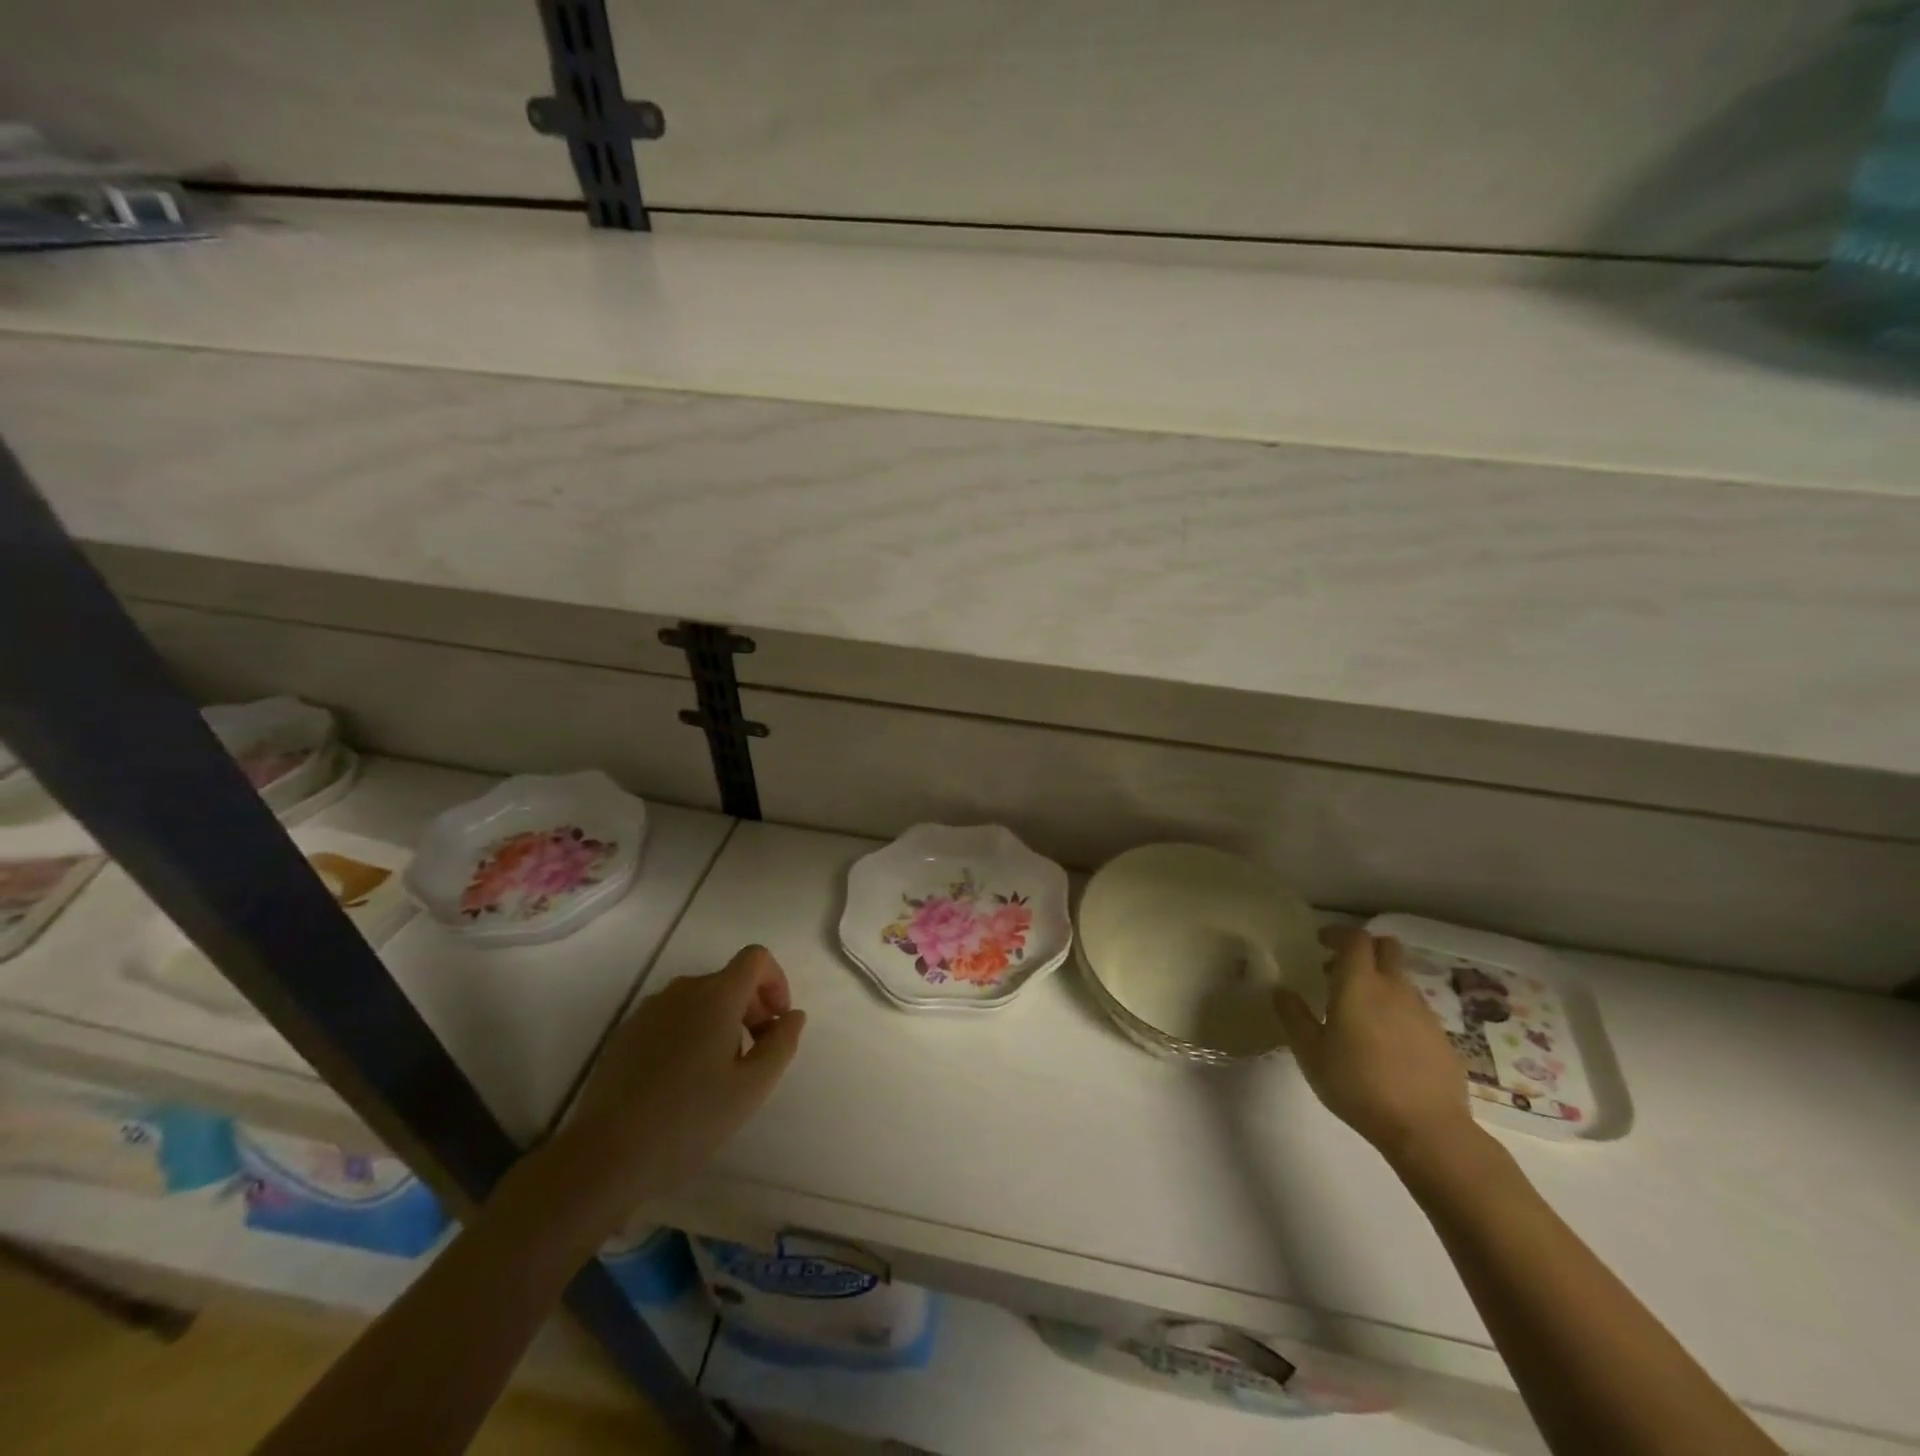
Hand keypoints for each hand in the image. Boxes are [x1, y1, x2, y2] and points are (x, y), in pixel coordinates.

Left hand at [528, 944, 805, 1247]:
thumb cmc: (690, 1120)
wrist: (605, 1155)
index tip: (777, 1022)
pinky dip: (689, 1033)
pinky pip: (671, 1018)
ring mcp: (649, 1010)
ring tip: (718, 1074)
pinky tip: (682, 1082)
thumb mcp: (752, 1088)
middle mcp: (682, 990)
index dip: (776, 981)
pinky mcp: (626, 1033)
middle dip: (751, 1008)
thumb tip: (792, 1015)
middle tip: (754, 1056)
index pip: (756, 958)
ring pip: (699, 999)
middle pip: (728, 980)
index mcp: (717, 995)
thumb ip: (781, 1044)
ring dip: (720, 1022)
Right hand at [1272, 927, 1475, 1164]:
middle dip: (1363, 950)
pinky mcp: (1441, 1038)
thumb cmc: (1357, 1084)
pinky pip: (1415, 1009)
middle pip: (1386, 948)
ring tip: (1358, 1011)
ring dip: (1379, 981)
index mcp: (1359, 984)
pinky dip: (1396, 1010)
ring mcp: (1423, 1012)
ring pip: (1401, 979)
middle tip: (1338, 970)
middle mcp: (1394, 988)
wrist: (1428, 1130)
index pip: (1355, 938)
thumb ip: (1293, 1016)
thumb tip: (1281, 990)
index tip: (1320, 943)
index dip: (1337, 934)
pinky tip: (1384, 1042)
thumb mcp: (1310, 1052)